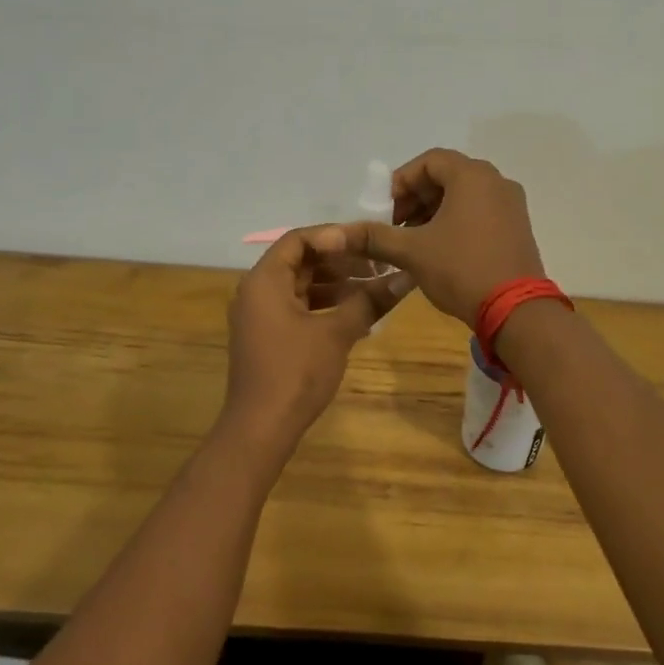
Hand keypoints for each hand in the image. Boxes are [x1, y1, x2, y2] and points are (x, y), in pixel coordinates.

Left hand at [220, 225, 411, 447]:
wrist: (261, 428)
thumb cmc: (296, 371)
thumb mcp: (337, 332)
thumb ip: (370, 300)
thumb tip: (407, 278)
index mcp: (264, 280)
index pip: (298, 239)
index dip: (334, 236)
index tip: (367, 243)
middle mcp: (256, 291)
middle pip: (300, 261)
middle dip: (340, 261)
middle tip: (377, 264)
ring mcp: (260, 316)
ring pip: (301, 286)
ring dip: (336, 284)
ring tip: (374, 288)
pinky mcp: (268, 336)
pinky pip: (297, 307)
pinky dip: (325, 305)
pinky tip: (357, 314)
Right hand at [347, 149, 544, 326]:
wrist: (516, 312)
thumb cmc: (461, 269)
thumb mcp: (412, 252)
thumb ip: (373, 237)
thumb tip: (329, 235)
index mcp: (472, 176)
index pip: (429, 161)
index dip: (401, 182)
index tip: (384, 210)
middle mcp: (496, 181)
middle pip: (447, 177)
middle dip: (415, 199)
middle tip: (394, 227)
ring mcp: (511, 205)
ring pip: (464, 196)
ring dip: (434, 212)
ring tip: (412, 242)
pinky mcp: (518, 228)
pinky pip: (481, 212)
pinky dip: (456, 222)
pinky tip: (439, 250)